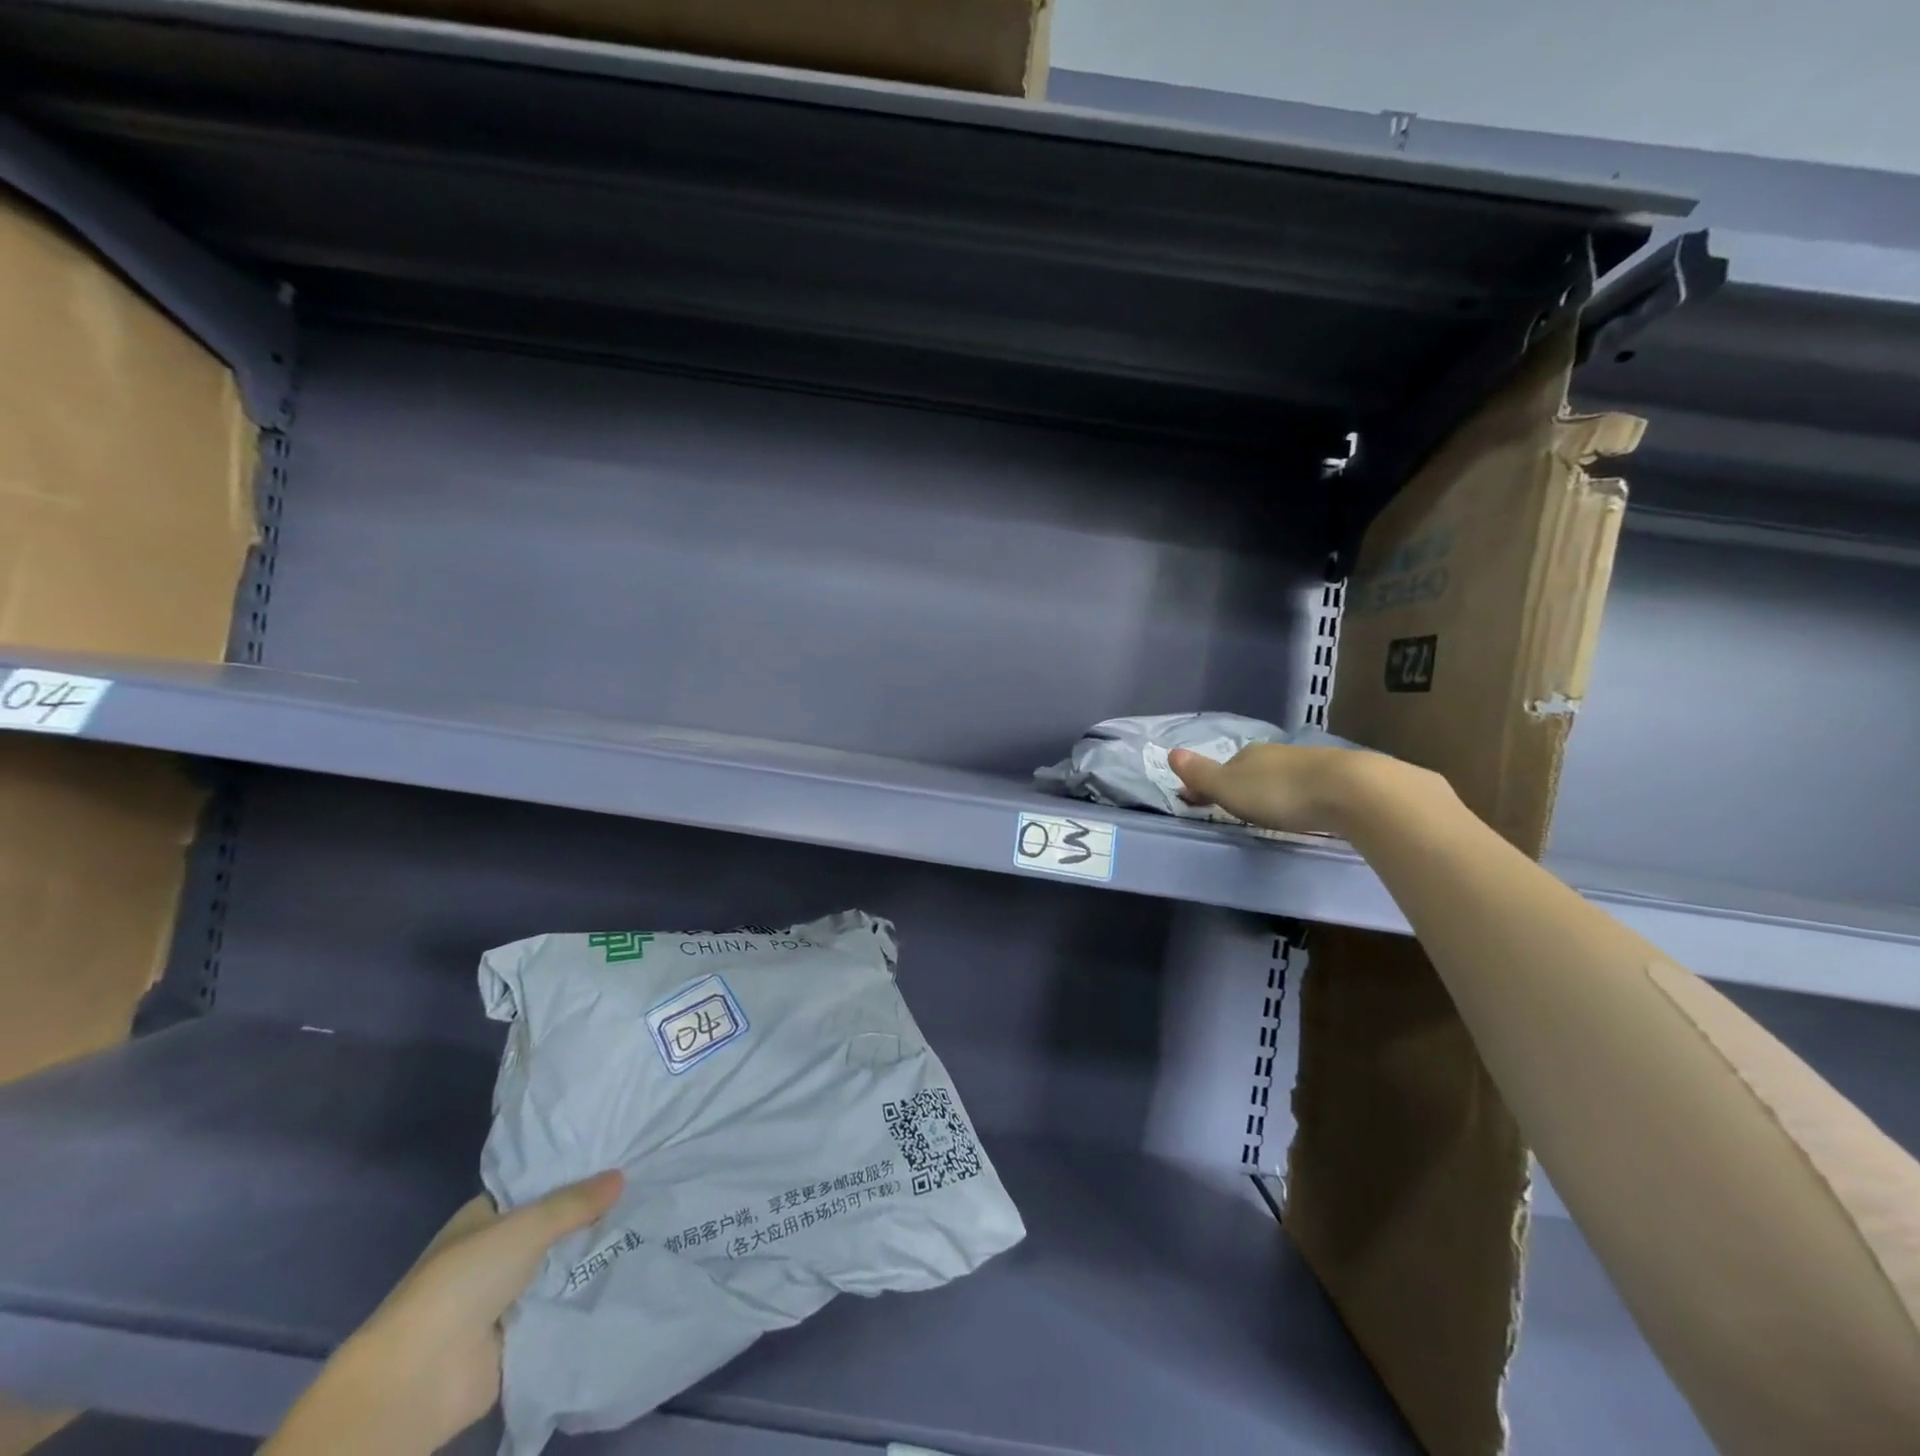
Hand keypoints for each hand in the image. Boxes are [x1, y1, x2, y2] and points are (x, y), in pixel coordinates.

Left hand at [264, 1171, 622, 1455]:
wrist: (420, 1377)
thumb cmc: (465, 1281)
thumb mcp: (527, 1226)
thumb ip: (575, 1202)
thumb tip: (621, 1175)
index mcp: (484, 1218)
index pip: (536, 1186)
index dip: (573, 1173)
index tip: (618, 1156)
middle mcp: (493, 1253)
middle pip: (552, 1226)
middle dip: (591, 1214)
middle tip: (644, 1188)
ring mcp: (504, 1297)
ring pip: (559, 1266)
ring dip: (591, 1256)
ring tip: (647, 1227)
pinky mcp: (517, 1335)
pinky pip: (560, 1305)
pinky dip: (585, 1294)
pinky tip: (627, 1274)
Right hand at [1169, 740, 1424, 837]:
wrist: (1351, 790)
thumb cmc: (1280, 792)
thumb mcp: (1230, 788)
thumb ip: (1201, 774)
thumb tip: (1171, 753)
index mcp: (1247, 755)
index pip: (1221, 768)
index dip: (1208, 785)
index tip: (1200, 801)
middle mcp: (1276, 754)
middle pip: (1251, 770)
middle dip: (1242, 787)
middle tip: (1237, 810)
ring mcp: (1309, 763)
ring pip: (1281, 776)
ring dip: (1272, 791)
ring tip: (1270, 812)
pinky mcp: (1338, 779)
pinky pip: (1308, 786)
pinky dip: (1300, 796)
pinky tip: (1304, 808)